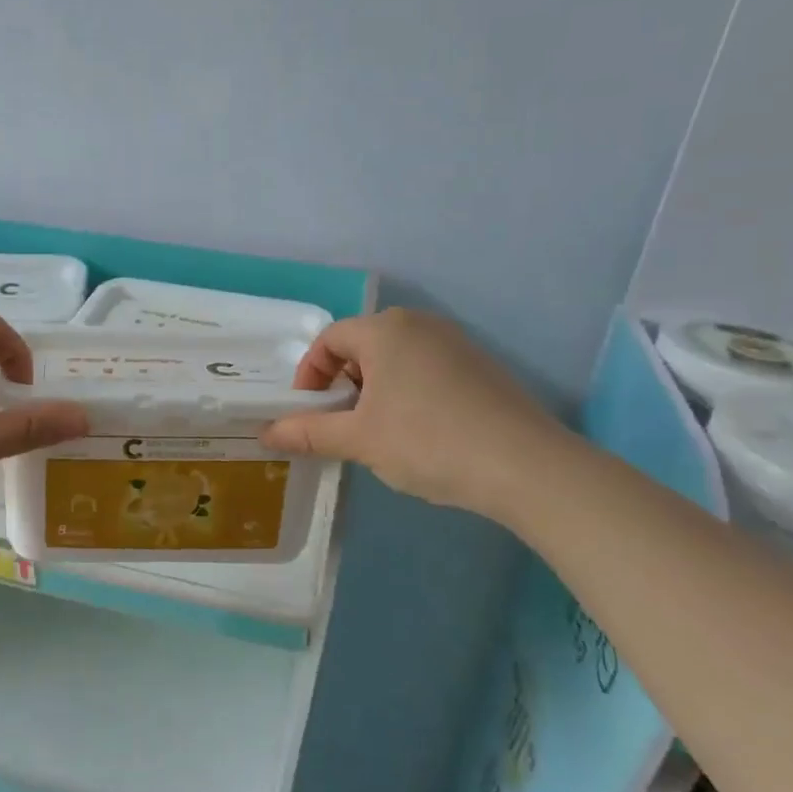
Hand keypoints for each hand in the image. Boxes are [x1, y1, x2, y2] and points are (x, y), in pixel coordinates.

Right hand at [261, 307, 572, 521]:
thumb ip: (309, 433)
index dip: (309, 374)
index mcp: (385, 330)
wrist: (525, 466)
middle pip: (362, 345)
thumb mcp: (360, 440)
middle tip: (339, 423)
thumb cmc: (428, 441)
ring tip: (377, 432)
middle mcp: (420, 325)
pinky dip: (407, 393)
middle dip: (341, 383)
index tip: (307, 412)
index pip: (330, 340)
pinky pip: (427, 369)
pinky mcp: (481, 367)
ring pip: (396, 359)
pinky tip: (419, 433)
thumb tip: (267, 434)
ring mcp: (456, 343)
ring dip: (373, 390)